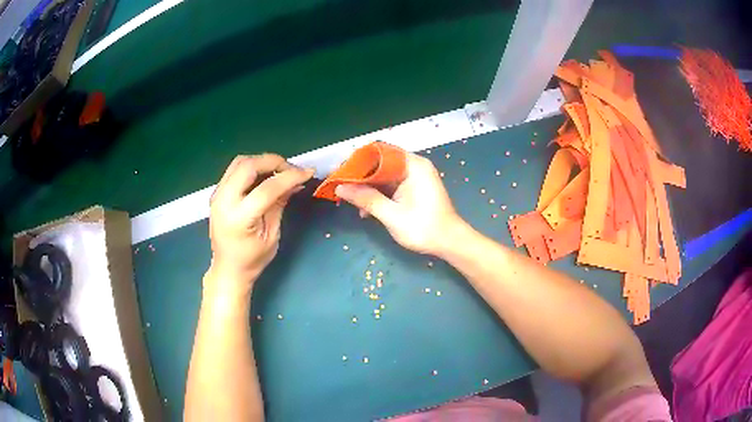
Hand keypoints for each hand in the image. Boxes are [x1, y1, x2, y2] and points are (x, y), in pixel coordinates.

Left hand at [208, 154, 313, 291]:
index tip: (307, 173)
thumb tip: (296, 182)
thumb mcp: (272, 235)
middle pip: (248, 166)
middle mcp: (223, 201)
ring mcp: (217, 195)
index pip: (266, 188)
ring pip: (239, 162)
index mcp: (239, 218)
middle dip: (273, 161)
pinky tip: (264, 177)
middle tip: (290, 169)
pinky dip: (252, 167)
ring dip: (261, 161)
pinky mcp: (216, 193)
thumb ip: (280, 204)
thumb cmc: (252, 259)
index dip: (290, 177)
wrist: (228, 269)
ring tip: (278, 171)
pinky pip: (234, 170)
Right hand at [335, 153, 463, 254]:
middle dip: (360, 176)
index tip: (341, 172)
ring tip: (350, 202)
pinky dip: (378, 194)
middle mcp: (414, 166)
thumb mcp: (391, 214)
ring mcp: (414, 177)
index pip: (380, 152)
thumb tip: (340, 188)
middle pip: (381, 163)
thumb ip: (366, 198)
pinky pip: (391, 185)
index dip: (358, 160)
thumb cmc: (424, 228)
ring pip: (384, 175)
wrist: (449, 243)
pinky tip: (366, 210)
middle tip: (341, 186)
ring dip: (367, 188)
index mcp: (413, 165)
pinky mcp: (413, 188)